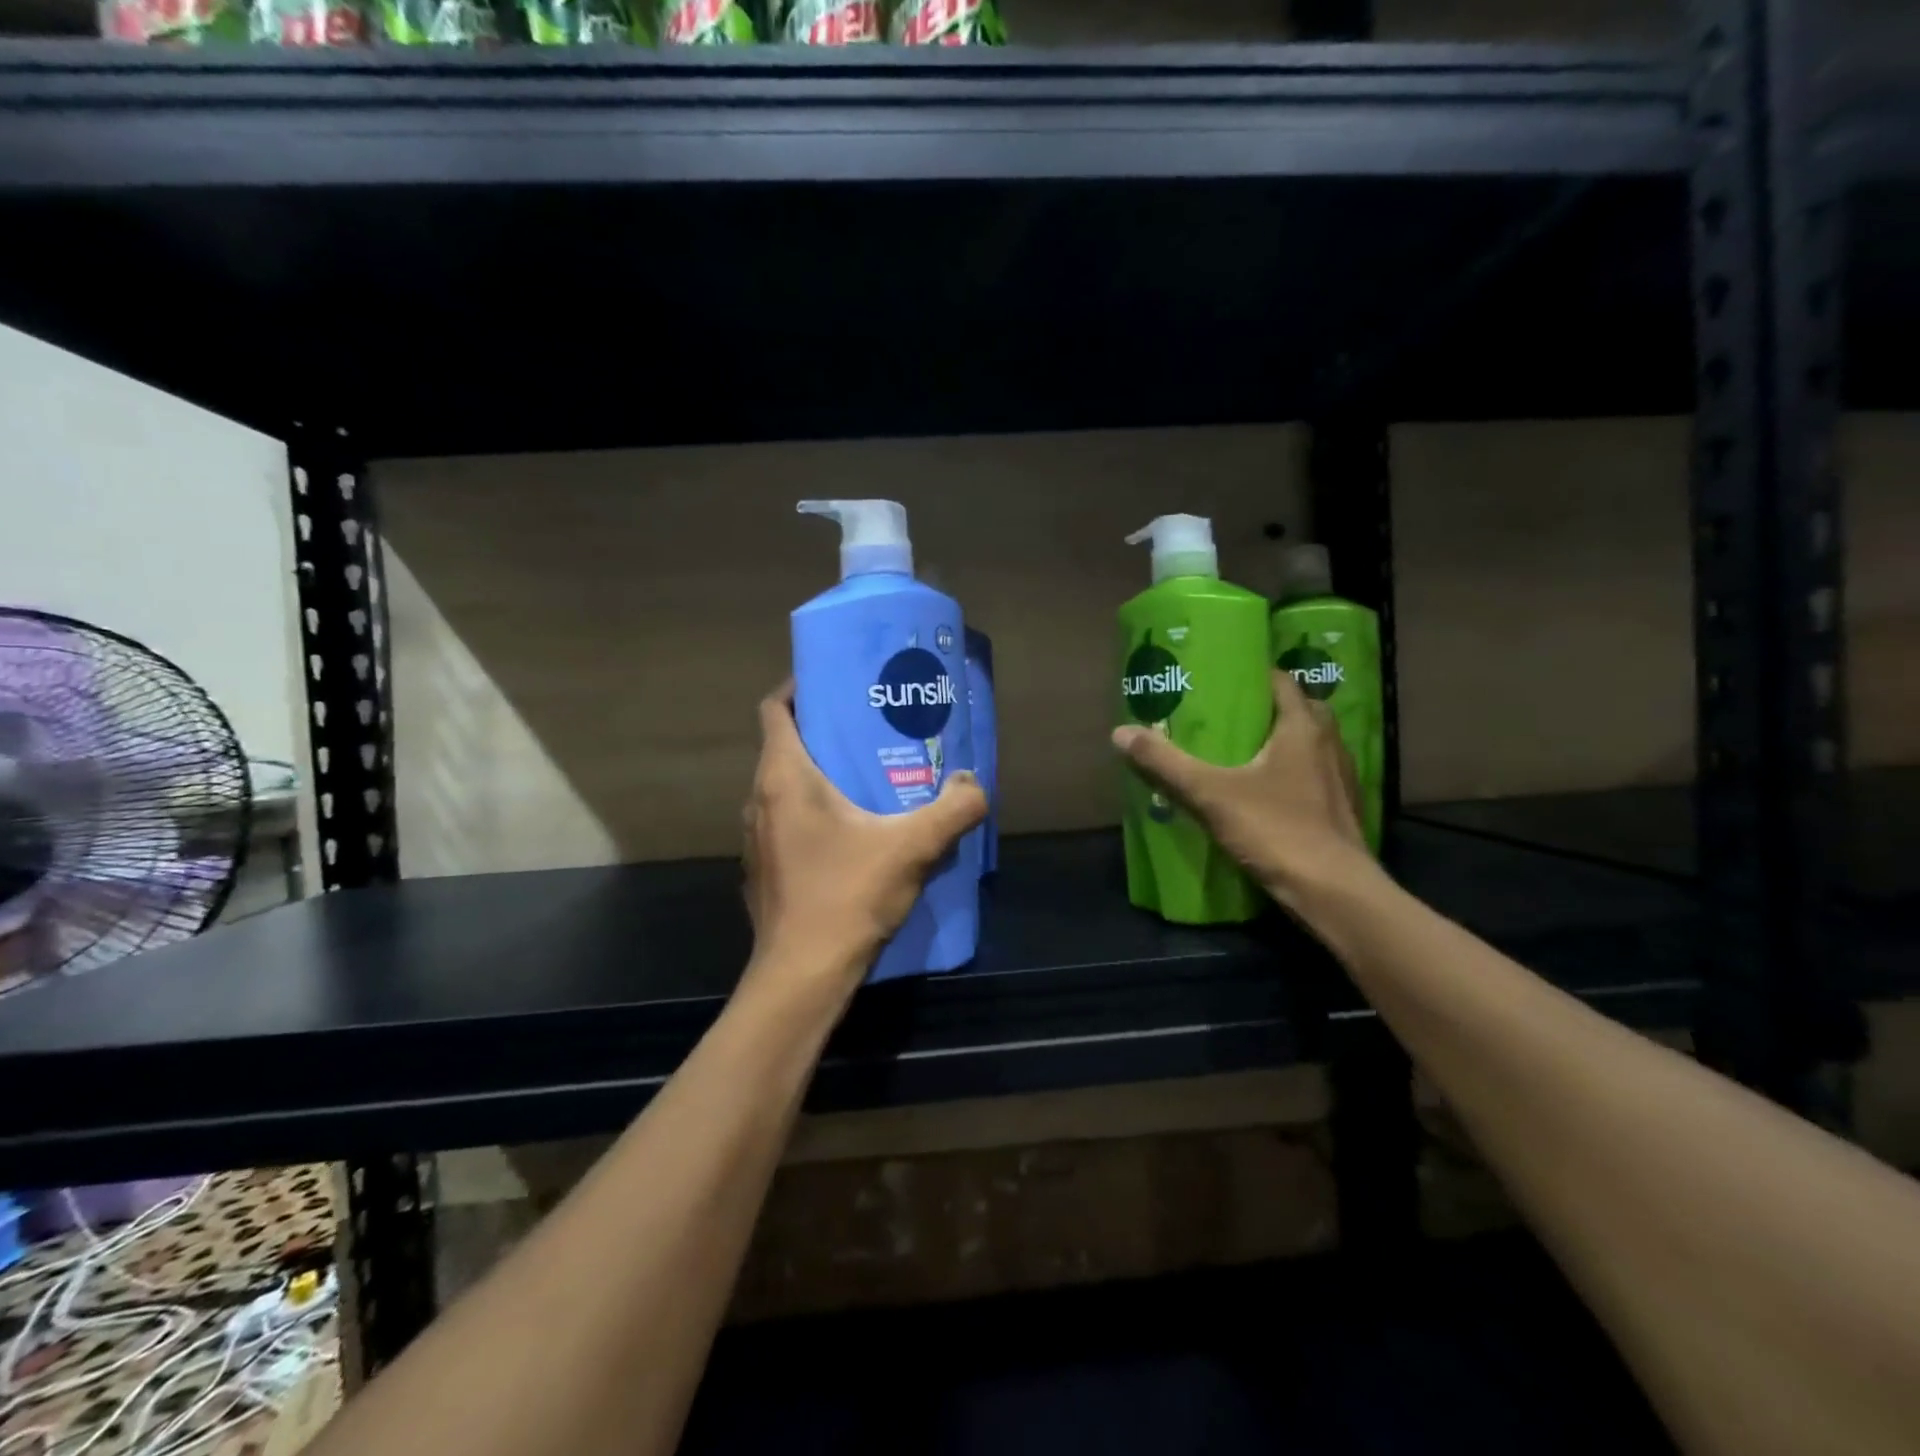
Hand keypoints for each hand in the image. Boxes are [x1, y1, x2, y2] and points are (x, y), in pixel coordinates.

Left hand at [742, 680, 987, 994]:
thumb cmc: (847, 896)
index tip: (838, 684)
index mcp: (784, 777)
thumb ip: (953, 810)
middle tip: (870, 728)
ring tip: (867, 775)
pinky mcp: (765, 869)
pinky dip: (814, 811)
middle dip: (824, 730)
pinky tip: (853, 831)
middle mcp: (760, 800)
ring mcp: (758, 838)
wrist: (802, 975)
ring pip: (785, 787)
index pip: (776, 708)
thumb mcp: (912, 847)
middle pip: (785, 745)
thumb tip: (975, 784)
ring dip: (820, 774)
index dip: (801, 687)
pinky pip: (788, 821)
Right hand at [1111, 668, 1375, 913]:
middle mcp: (1329, 744)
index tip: (1221, 680)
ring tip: (1242, 751)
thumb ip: (1166, 764)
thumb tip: (1120, 732)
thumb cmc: (1275, 829)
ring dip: (1283, 742)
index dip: (1253, 677)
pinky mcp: (1343, 809)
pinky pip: (1316, 775)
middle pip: (1299, 710)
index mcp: (1302, 727)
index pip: (1281, 682)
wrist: (1333, 891)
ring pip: (1311, 745)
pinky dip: (1294, 773)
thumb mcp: (1210, 794)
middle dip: (1267, 709)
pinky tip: (1267, 792)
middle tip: (1227, 716)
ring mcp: (1342, 778)